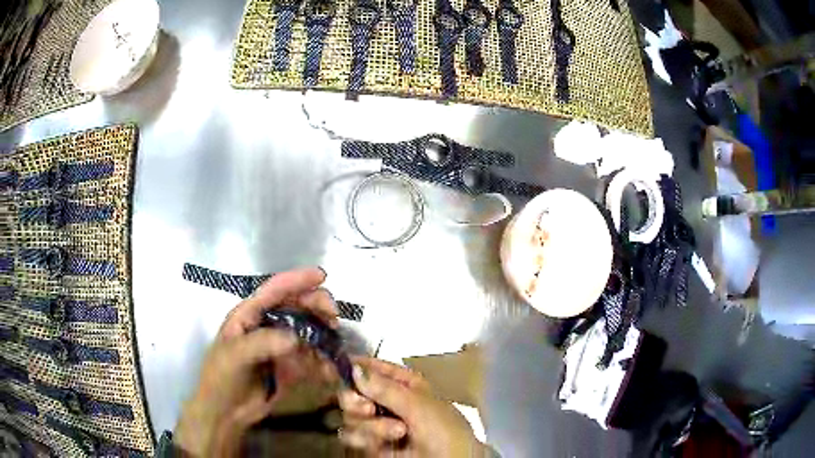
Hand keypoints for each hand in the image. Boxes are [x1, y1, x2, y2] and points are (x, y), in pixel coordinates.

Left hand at [175, 267, 338, 456]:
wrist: (226, 411)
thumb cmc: (222, 377)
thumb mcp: (235, 356)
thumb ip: (262, 343)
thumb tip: (295, 339)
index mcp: (249, 315)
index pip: (274, 290)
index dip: (297, 280)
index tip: (321, 276)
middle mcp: (267, 325)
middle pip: (296, 306)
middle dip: (316, 306)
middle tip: (333, 317)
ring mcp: (280, 346)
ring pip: (307, 330)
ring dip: (323, 333)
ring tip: (334, 342)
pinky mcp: (290, 366)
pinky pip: (311, 358)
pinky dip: (323, 360)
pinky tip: (330, 368)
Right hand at [338, 358, 491, 457]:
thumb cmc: (444, 431)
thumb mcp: (420, 406)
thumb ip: (386, 389)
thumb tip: (355, 368)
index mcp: (405, 385)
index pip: (375, 368)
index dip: (356, 365)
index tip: (335, 365)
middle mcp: (388, 402)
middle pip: (354, 392)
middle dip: (357, 401)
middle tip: (369, 409)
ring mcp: (379, 423)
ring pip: (351, 415)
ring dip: (370, 426)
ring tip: (396, 432)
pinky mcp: (372, 444)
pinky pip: (351, 435)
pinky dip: (363, 439)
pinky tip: (380, 445)